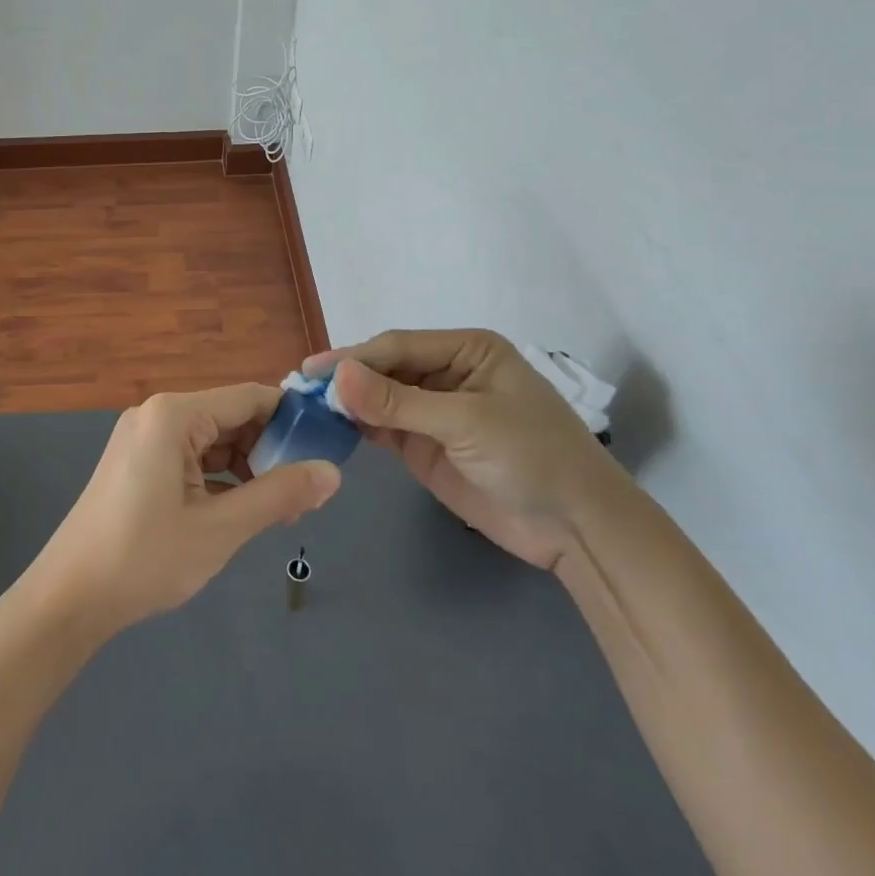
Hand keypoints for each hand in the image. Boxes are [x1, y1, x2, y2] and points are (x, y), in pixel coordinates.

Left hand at [31, 385, 341, 633]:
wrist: (69, 596)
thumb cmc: (145, 557)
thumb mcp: (221, 528)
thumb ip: (279, 495)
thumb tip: (332, 472)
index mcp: (174, 415)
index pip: (250, 397)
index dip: (293, 420)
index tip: (328, 451)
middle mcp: (157, 414)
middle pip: (232, 417)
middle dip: (271, 451)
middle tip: (307, 495)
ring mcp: (144, 438)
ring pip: (213, 441)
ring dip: (248, 469)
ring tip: (282, 510)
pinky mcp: (138, 462)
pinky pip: (191, 458)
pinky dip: (220, 479)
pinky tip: (242, 510)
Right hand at [305, 331, 627, 568]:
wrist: (576, 529)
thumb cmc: (533, 456)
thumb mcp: (466, 422)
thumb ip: (398, 402)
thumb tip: (336, 377)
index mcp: (467, 350)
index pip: (398, 346)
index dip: (354, 357)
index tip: (312, 371)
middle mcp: (447, 374)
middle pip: (385, 368)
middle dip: (346, 378)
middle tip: (299, 388)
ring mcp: (434, 412)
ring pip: (379, 398)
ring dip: (347, 402)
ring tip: (304, 407)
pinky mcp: (425, 446)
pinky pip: (383, 428)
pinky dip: (356, 427)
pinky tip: (330, 428)